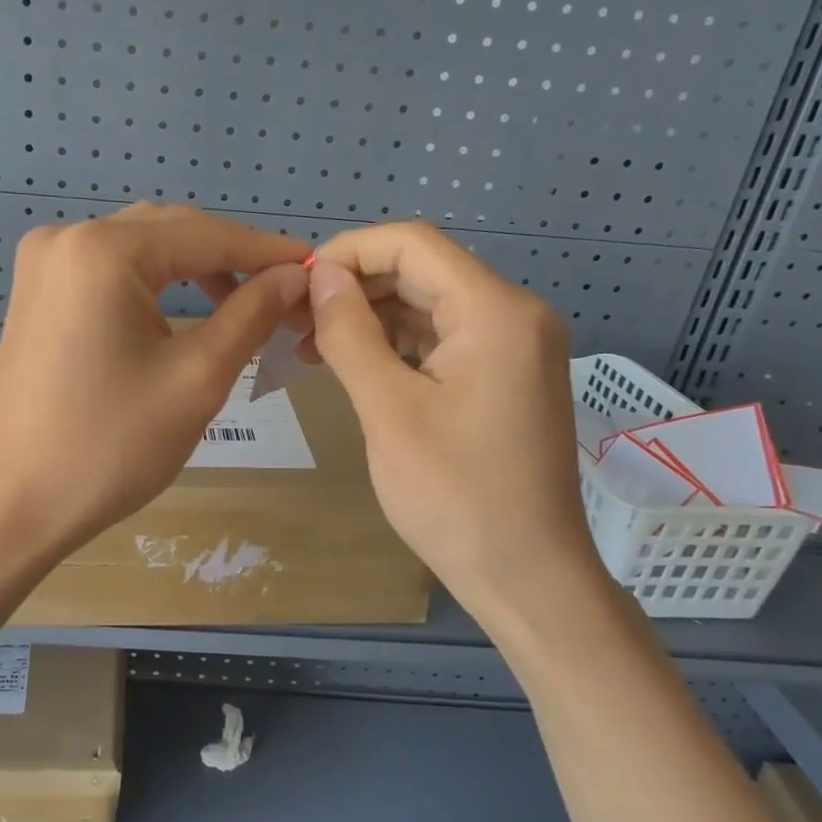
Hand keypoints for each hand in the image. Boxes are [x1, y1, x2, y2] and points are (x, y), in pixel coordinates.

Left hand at [0, 204, 309, 557]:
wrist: (12, 505)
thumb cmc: (110, 446)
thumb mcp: (197, 379)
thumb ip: (251, 315)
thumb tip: (294, 277)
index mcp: (104, 250)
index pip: (207, 234)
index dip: (266, 250)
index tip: (315, 269)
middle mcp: (67, 237)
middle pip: (172, 230)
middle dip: (231, 257)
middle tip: (282, 293)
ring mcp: (43, 263)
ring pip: (141, 247)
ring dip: (194, 267)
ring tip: (242, 304)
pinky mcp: (36, 292)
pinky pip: (109, 269)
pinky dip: (154, 282)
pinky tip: (183, 311)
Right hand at [305, 222, 607, 615]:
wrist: (527, 577)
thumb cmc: (454, 496)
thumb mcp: (388, 410)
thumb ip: (349, 333)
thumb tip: (321, 277)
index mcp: (495, 311)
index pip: (413, 244)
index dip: (349, 252)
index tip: (298, 286)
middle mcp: (514, 315)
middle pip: (423, 271)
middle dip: (355, 287)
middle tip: (294, 320)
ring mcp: (514, 348)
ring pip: (430, 306)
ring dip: (371, 317)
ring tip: (312, 345)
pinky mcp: (505, 378)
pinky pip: (444, 340)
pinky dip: (397, 345)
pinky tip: (355, 364)